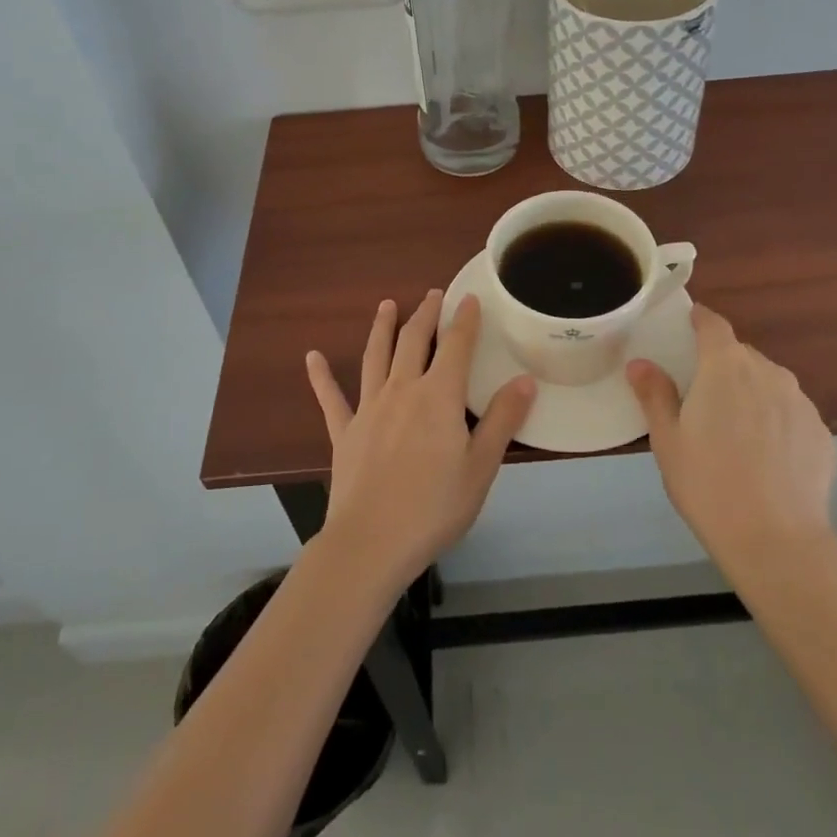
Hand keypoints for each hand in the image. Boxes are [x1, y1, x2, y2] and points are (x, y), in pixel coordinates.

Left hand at [306, 291, 536, 586]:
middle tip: (432, 294)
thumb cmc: (434, 507)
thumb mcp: (481, 467)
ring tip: (386, 305)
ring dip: (382, 328)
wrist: (371, 542)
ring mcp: (368, 408)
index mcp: (439, 397)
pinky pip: (331, 398)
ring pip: (375, 356)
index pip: (456, 346)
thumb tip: (524, 379)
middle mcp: (402, 390)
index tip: (469, 298)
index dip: (464, 319)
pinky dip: (321, 376)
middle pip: (414, 341)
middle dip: (425, 314)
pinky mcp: (344, 432)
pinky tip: (311, 357)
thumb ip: (502, 420)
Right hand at [627, 304, 836, 562]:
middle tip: (702, 399)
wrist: (777, 542)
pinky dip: (776, 423)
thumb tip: (640, 364)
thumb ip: (654, 395)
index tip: (686, 326)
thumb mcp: (667, 440)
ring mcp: (800, 402)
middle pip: (740, 355)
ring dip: (750, 394)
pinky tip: (765, 459)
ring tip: (735, 434)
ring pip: (768, 383)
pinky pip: (791, 414)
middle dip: (721, 367)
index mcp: (725, 366)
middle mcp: (768, 372)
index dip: (698, 320)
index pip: (713, 324)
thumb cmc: (709, 484)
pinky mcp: (822, 433)